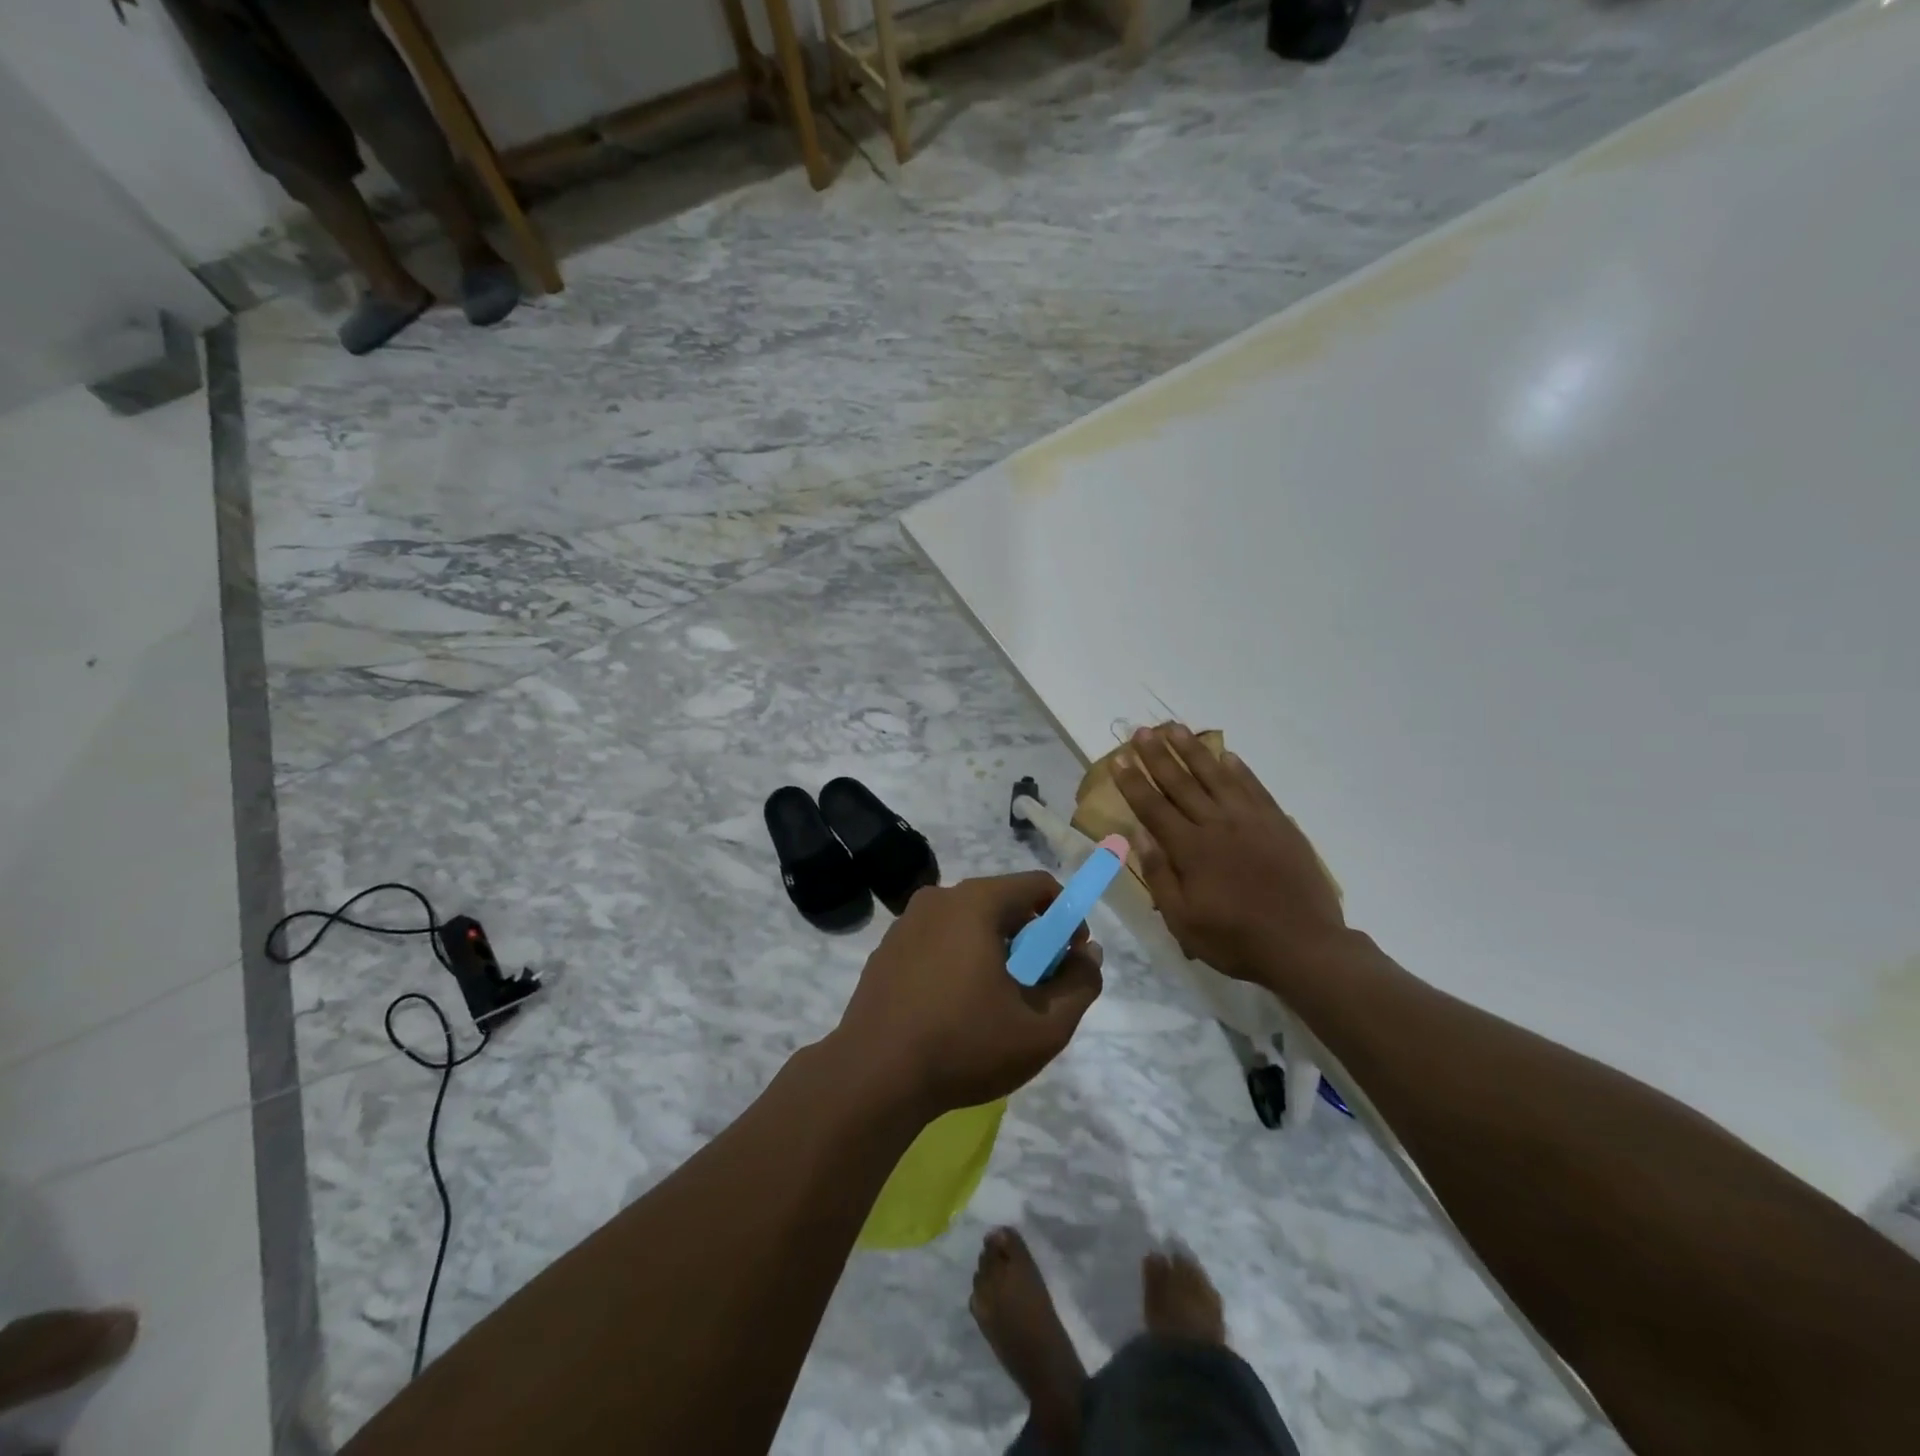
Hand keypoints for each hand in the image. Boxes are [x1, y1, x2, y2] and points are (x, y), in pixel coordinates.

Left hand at [833, 872, 1102, 1118]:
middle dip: (1030, 939)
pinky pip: (938, 941)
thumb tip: (1089, 954)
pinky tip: (955, 1009)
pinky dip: (959, 961)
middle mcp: (939, 898)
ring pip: (968, 923)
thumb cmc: (964, 1046)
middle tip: (1036, 989)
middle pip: (1002, 903)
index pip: (1038, 886)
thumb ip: (1079, 985)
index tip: (1069, 960)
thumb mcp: (1043, 1028)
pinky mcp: (886, 950)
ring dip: (994, 951)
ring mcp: (906, 923)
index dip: (1066, 918)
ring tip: (995, 1004)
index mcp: (975, 902)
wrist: (873, 1078)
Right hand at [1113, 723, 1345, 982]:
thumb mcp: (1183, 920)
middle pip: (1180, 782)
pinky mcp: (1278, 824)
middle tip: (1142, 731)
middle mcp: (1217, 825)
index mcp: (1190, 849)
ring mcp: (1251, 820)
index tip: (1118, 758)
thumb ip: (1159, 874)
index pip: (1153, 807)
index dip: (1133, 782)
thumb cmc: (1235, 939)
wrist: (1304, 945)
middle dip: (1157, 755)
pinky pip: (1254, 787)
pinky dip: (1238, 769)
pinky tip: (1226, 755)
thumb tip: (1138, 835)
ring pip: (1215, 776)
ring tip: (1176, 728)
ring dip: (1193, 750)